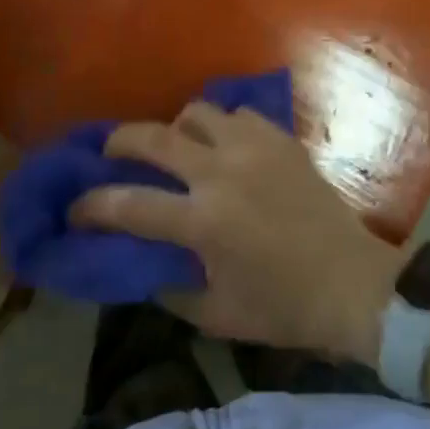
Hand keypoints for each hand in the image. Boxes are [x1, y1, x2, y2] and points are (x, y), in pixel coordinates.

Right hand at [70, 103, 401, 364]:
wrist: (354, 284)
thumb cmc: (284, 308)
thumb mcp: (217, 315)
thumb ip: (169, 288)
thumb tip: (141, 264)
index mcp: (203, 222)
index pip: (128, 205)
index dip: (92, 206)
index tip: (75, 209)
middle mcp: (221, 173)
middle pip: (153, 137)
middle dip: (119, 142)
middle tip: (110, 153)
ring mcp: (254, 149)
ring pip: (197, 113)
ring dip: (176, 128)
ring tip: (176, 147)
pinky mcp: (281, 140)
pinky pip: (238, 115)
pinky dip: (221, 126)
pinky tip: (224, 147)